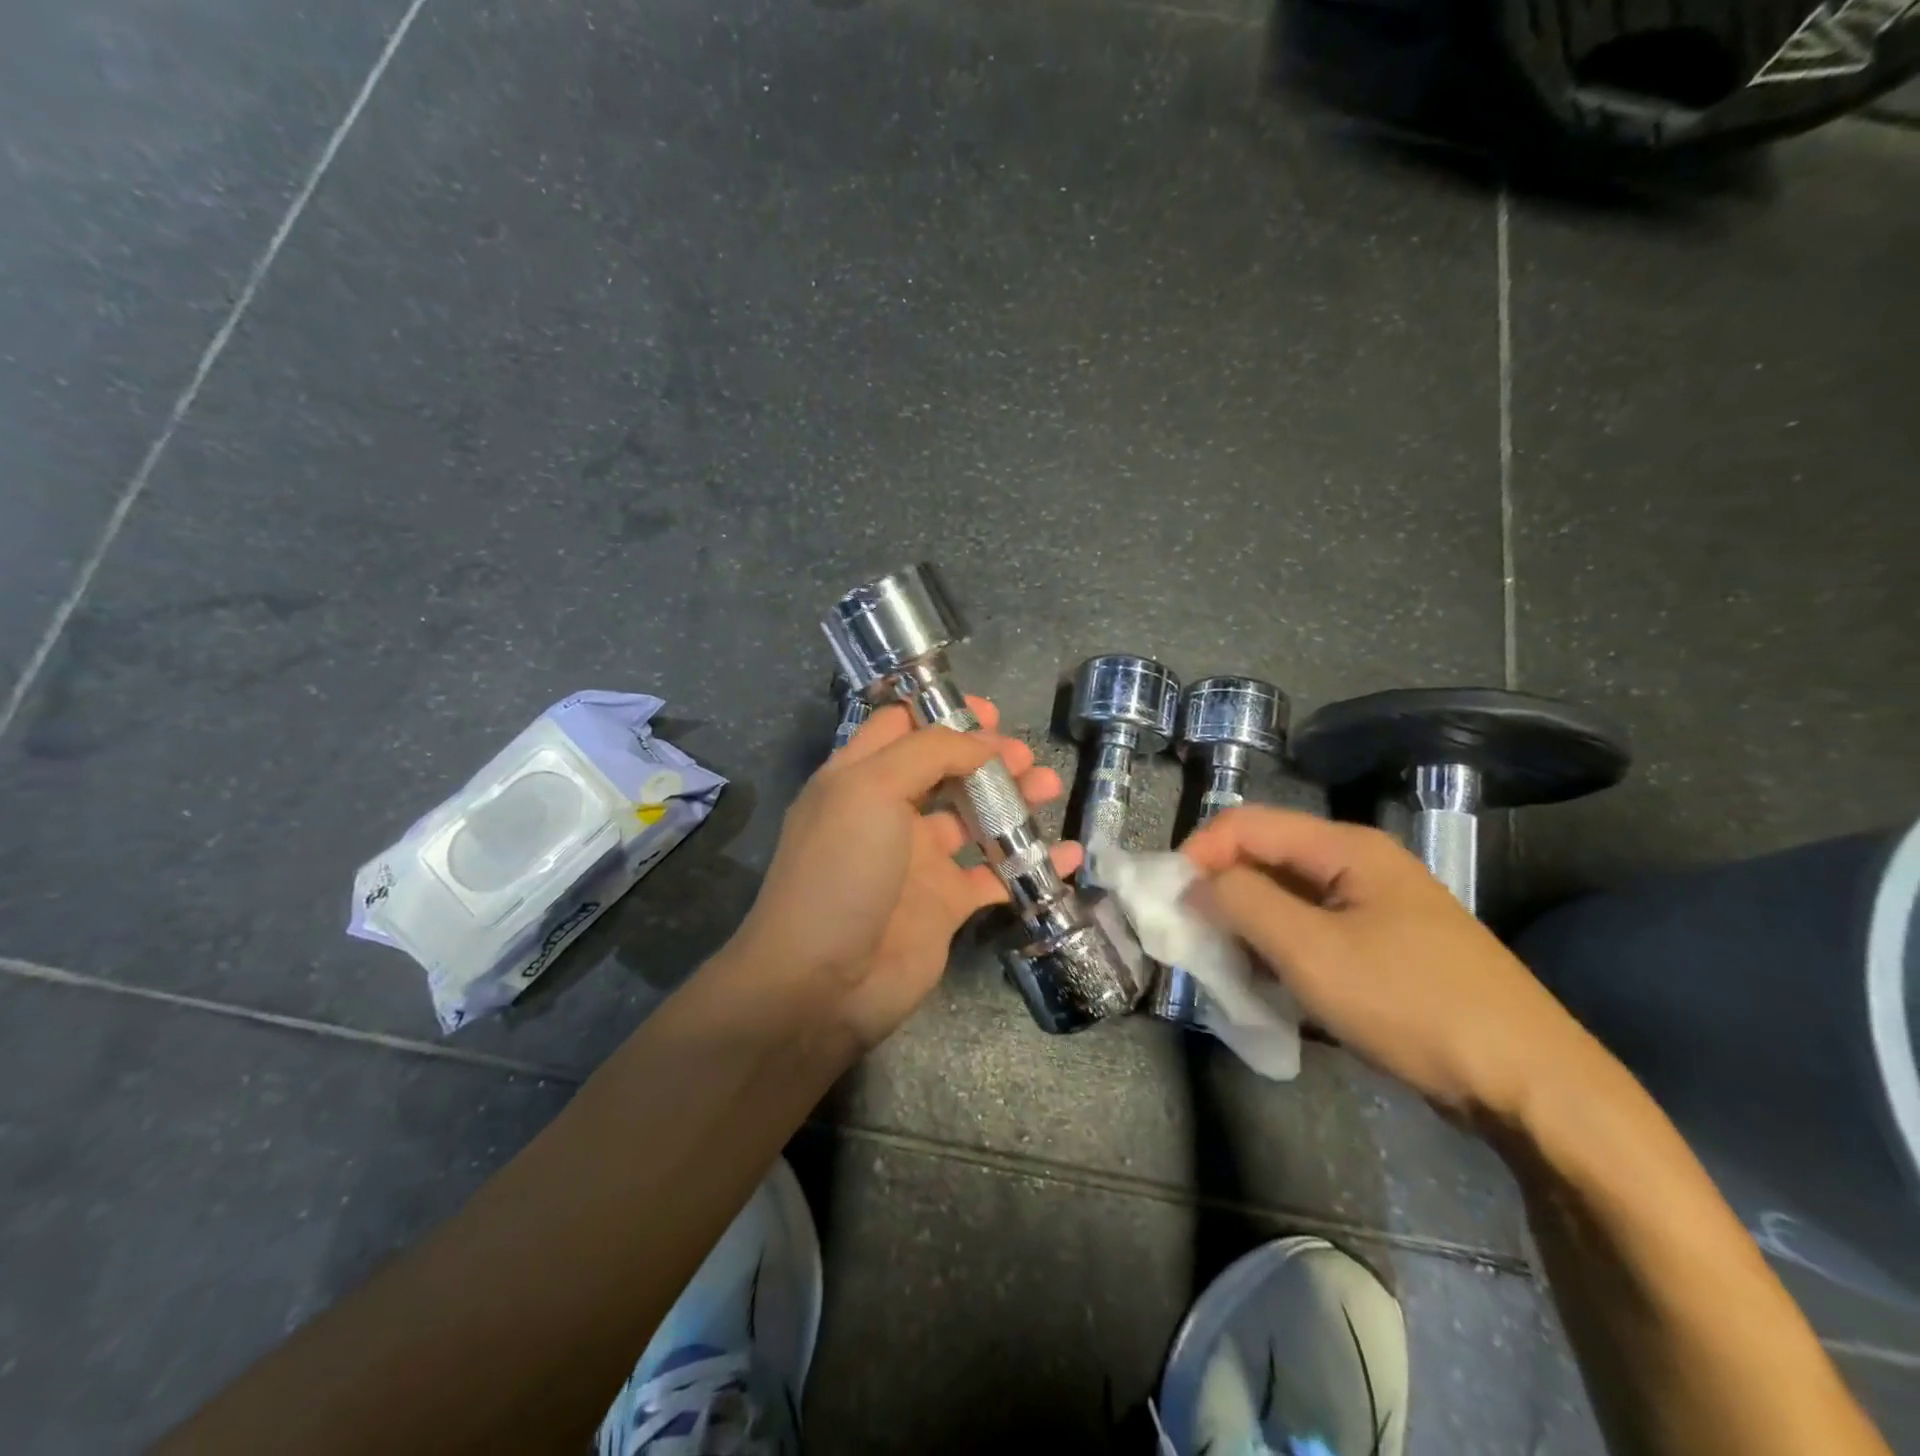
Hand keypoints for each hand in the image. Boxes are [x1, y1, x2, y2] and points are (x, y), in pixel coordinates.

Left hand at [732, 697, 1078, 1047]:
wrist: (823, 983)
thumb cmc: (842, 870)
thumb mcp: (870, 790)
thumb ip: (928, 753)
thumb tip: (981, 741)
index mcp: (859, 778)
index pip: (901, 728)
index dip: (942, 713)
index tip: (988, 713)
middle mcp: (888, 813)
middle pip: (946, 770)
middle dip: (987, 756)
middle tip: (1024, 756)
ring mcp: (919, 861)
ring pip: (975, 818)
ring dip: (1013, 800)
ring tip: (1049, 786)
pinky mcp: (946, 904)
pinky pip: (997, 875)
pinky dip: (1033, 863)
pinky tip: (1069, 854)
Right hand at [1181, 806, 1598, 1124]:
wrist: (1531, 1085)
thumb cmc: (1413, 1004)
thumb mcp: (1311, 952)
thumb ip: (1243, 903)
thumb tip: (1194, 882)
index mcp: (1345, 849)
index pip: (1246, 825)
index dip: (1199, 853)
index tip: (1168, 900)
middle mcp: (1359, 866)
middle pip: (1265, 859)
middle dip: (1220, 893)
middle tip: (1190, 939)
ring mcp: (1375, 908)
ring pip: (1286, 900)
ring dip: (1248, 928)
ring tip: (1225, 969)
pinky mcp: (1384, 948)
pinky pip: (1312, 934)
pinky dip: (1280, 953)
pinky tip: (1271, 989)